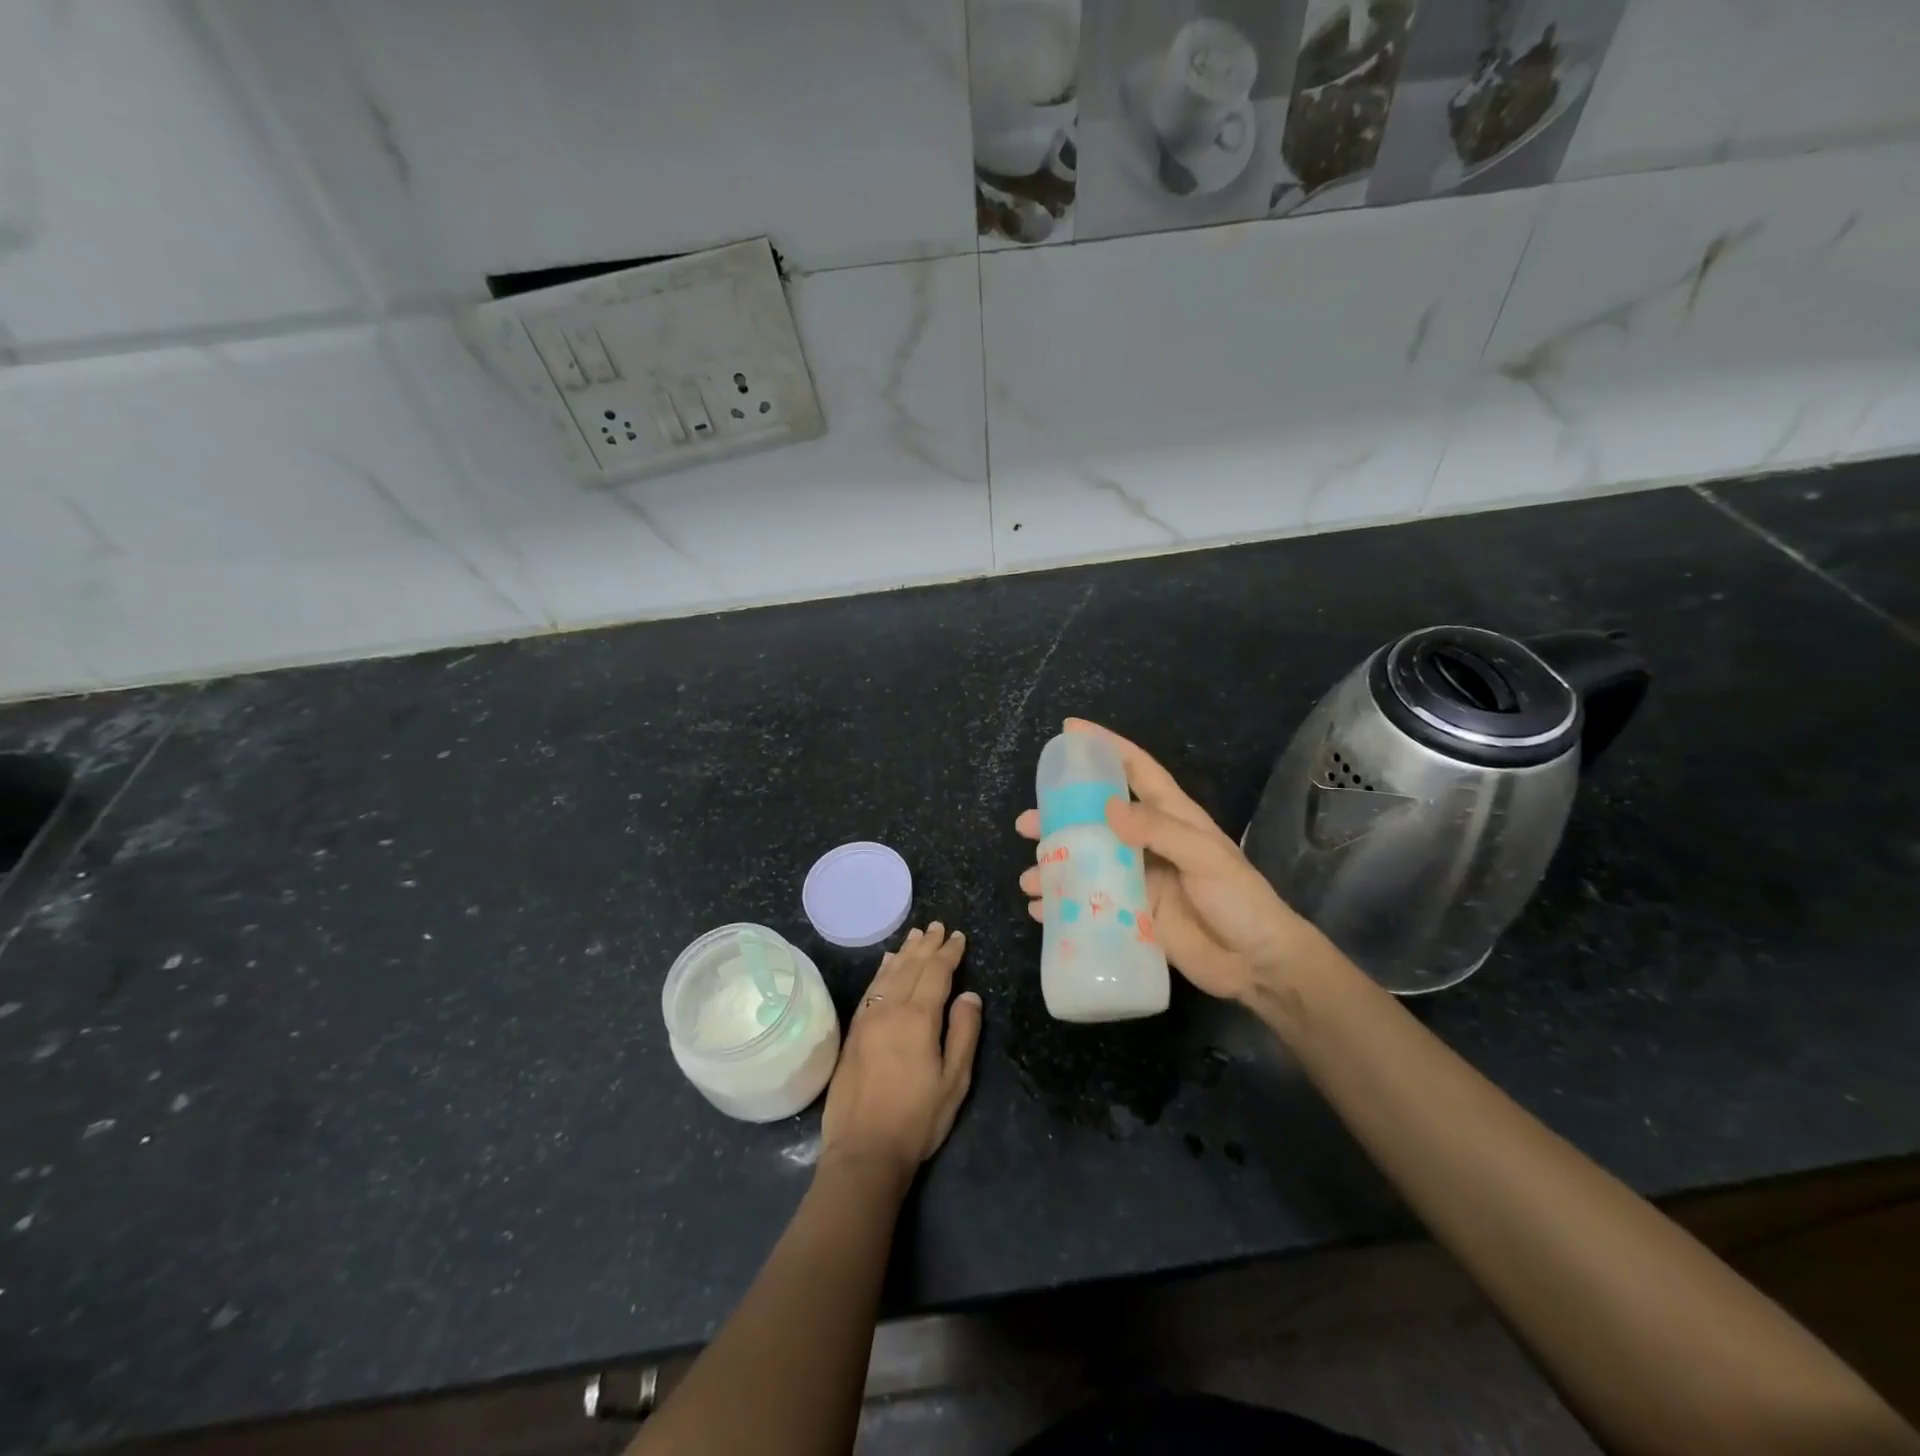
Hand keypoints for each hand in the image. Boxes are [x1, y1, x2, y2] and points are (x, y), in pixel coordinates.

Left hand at [821, 924, 982, 1182]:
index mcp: (918, 1018)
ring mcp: (868, 1018)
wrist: (864, 1149)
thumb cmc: (918, 1118)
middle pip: (911, 967)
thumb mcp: (954, 1080)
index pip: (936, 973)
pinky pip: (871, 988)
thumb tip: (970, 995)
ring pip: (889, 973)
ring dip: (904, 952)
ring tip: (916, 935)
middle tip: (938, 926)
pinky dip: (882, 970)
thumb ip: (963, 1033)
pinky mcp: (854, 1031)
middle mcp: (890, 1009)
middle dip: (927, 945)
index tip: (959, 937)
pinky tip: (887, 963)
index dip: (949, 953)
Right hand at [1017, 719, 1312, 1002]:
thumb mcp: (1205, 857)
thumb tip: (1106, 807)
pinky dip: (1062, 905)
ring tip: (1029, 878)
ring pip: (1086, 862)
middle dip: (1059, 817)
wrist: (1257, 965)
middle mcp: (1148, 842)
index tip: (1070, 730)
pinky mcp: (1132, 914)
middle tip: (1025, 823)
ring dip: (1054, 866)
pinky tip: (1040, 910)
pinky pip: (1089, 903)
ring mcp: (1138, 879)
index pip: (1136, 769)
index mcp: (1171, 816)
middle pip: (1096, 818)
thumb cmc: (1239, 900)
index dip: (1105, 746)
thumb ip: (1158, 830)